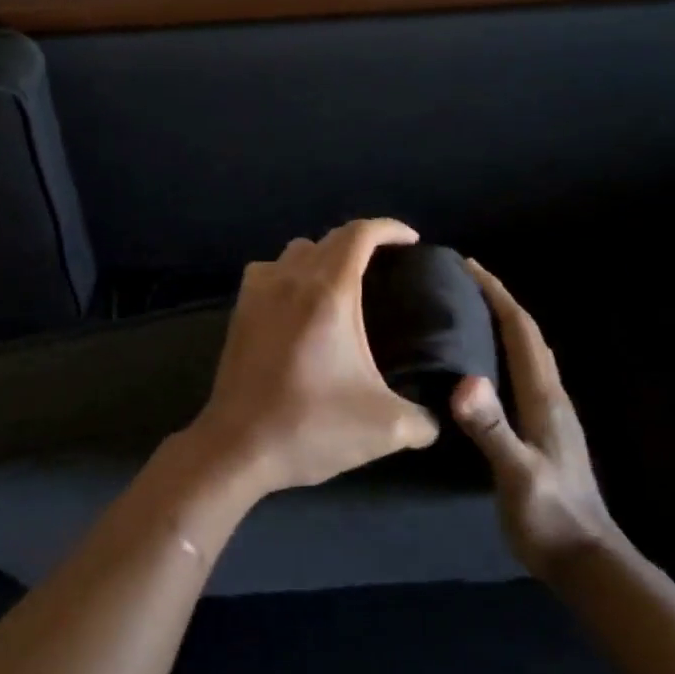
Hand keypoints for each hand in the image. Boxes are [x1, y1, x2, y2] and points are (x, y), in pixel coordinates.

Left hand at [183, 219, 439, 495]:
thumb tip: (436, 417)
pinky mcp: (239, 310)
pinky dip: (290, 272)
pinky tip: (299, 301)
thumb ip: (423, 418)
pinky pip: (268, 271)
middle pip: (329, 238)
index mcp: (328, 293)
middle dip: (362, 241)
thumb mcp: (385, 428)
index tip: (412, 241)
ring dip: (324, 255)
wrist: (237, 445)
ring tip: (345, 282)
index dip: (389, 228)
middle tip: (388, 265)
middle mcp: (290, 280)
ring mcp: (258, 292)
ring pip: (295, 251)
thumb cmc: (310, 427)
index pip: (359, 234)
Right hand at [451, 260, 620, 581]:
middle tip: (462, 280)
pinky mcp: (543, 428)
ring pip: (526, 352)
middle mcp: (550, 395)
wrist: (585, 560)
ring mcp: (550, 412)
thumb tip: (465, 381)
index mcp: (544, 396)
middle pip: (527, 334)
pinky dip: (503, 351)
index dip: (497, 294)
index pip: (521, 331)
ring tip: (468, 309)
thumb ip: (492, 429)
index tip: (469, 266)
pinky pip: (521, 373)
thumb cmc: (549, 516)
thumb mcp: (517, 473)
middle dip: (499, 300)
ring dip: (502, 323)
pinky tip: (482, 362)